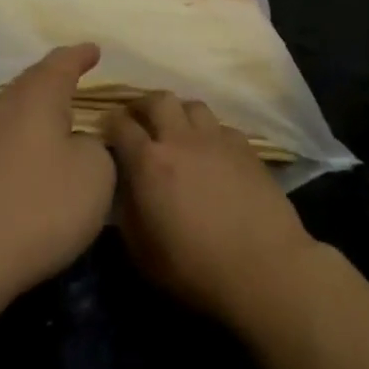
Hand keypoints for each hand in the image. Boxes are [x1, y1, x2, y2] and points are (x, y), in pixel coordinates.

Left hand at [0, 44, 116, 302]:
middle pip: (30, 86)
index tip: (94, 49)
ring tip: (56, 127)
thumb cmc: (38, 206)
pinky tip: (26, 168)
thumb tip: (78, 144)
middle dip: (53, 83)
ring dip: (33, 119)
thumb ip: (96, 149)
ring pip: (10, 117)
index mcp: (36, 98)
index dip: (80, 56)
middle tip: (76, 83)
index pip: (61, 63)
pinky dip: (18, 149)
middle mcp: (0, 109)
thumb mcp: (94, 175)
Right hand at [103, 93, 316, 324]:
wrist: (262, 268)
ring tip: (176, 131)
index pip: (120, 124)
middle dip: (142, 105)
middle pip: (158, 100)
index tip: (106, 131)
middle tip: (139, 121)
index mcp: (149, 162)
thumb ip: (127, 212)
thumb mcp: (142, 251)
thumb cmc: (195, 267)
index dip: (109, 123)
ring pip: (193, 105)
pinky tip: (212, 152)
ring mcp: (217, 139)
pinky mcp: (246, 148)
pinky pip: (221, 126)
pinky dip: (209, 132)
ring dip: (178, 113)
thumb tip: (125, 189)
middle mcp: (181, 139)